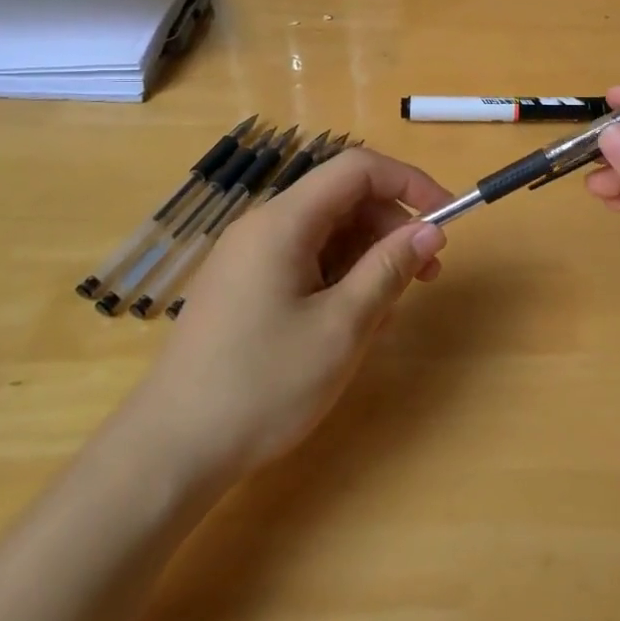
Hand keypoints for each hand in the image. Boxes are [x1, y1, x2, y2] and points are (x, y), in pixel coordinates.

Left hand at [138, 148, 450, 476]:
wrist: (173, 451)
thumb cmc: (263, 385)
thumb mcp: (341, 327)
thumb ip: (389, 269)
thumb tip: (430, 230)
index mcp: (283, 222)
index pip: (357, 169)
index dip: (408, 182)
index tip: (447, 216)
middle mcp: (263, 227)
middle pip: (343, 199)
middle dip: (392, 226)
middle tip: (427, 274)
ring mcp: (250, 257)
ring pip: (327, 232)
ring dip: (369, 256)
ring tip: (391, 307)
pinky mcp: (245, 287)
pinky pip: (306, 261)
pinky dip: (340, 277)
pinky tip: (353, 321)